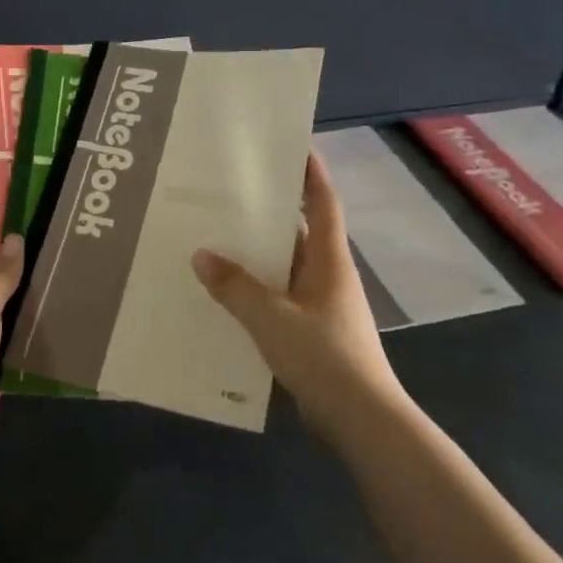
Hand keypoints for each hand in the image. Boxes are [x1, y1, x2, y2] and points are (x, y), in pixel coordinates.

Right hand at [192, 153, 406, 436]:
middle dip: (270, 212)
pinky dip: (258, 291)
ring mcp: (321, 306)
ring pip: (286, 268)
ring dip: (259, 255)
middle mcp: (328, 276)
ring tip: (218, 239)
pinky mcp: (313, 332)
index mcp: (328, 260)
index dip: (311, 172)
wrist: (359, 417)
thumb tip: (202, 255)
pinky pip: (280, 299)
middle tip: (231, 193)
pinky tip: (228, 295)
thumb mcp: (271, 317)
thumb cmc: (322, 355)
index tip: (294, 145)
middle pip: (299, 232)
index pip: (322, 203)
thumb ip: (235, 286)